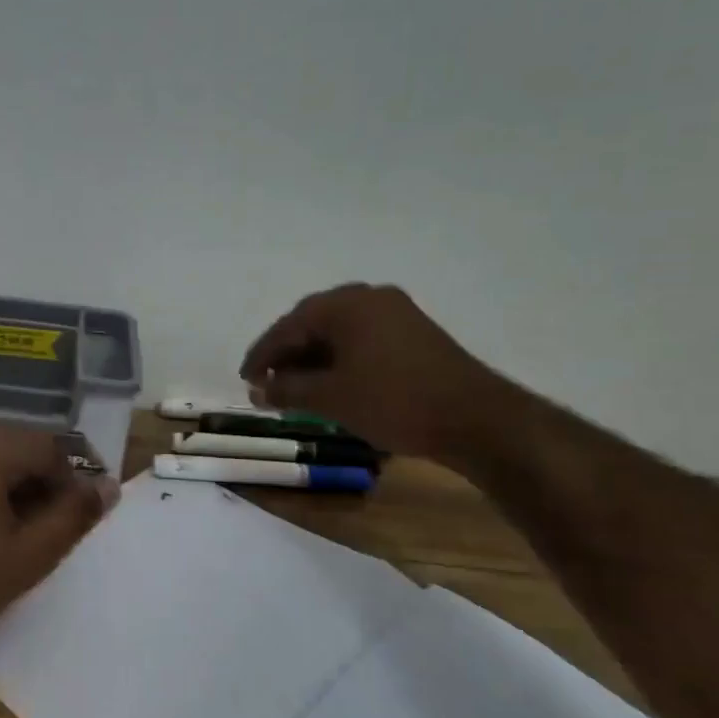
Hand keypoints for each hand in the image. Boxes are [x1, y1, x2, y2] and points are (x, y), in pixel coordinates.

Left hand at [0, 427, 119, 655]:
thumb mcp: (30, 554)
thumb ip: (73, 516)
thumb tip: (108, 487)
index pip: (47, 445)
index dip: (74, 476)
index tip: (86, 512)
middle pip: (19, 448)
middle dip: (46, 481)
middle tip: (60, 525)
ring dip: (19, 487)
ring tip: (30, 532)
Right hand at [239, 284, 515, 466]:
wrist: (474, 418)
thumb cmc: (392, 401)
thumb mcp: (330, 398)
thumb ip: (287, 389)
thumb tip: (258, 388)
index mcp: (346, 304)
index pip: (288, 326)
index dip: (262, 355)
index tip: (244, 379)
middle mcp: (369, 298)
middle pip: (313, 324)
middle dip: (287, 356)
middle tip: (266, 384)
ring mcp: (396, 314)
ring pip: (339, 334)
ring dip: (313, 360)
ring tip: (295, 390)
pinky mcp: (413, 334)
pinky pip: (362, 341)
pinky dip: (340, 361)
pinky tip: (331, 385)